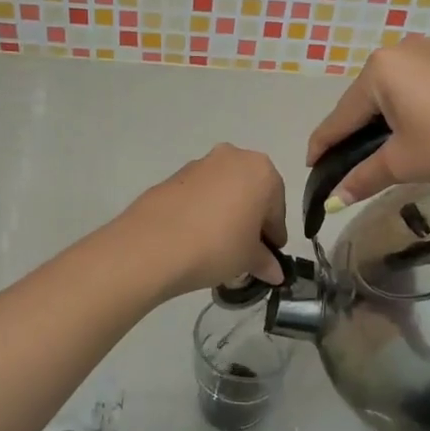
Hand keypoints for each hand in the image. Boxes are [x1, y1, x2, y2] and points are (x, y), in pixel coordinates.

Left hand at [119, 144, 288, 296]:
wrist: (152, 245)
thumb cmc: (217, 246)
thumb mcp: (248, 259)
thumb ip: (265, 261)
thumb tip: (275, 272)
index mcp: (261, 171)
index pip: (277, 208)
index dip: (274, 236)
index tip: (269, 257)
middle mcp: (232, 157)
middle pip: (250, 193)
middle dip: (250, 221)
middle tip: (245, 252)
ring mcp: (199, 164)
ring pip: (223, 192)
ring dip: (226, 215)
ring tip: (217, 248)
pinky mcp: (172, 177)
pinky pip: (198, 196)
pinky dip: (202, 213)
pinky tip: (195, 239)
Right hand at [307, 39, 429, 206]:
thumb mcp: (404, 164)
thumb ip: (362, 177)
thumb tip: (333, 201)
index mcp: (380, 69)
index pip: (341, 116)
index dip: (323, 145)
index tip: (310, 165)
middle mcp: (403, 48)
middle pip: (368, 98)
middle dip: (358, 130)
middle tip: (354, 162)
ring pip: (398, 88)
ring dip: (389, 117)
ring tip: (393, 147)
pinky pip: (427, 81)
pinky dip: (418, 104)